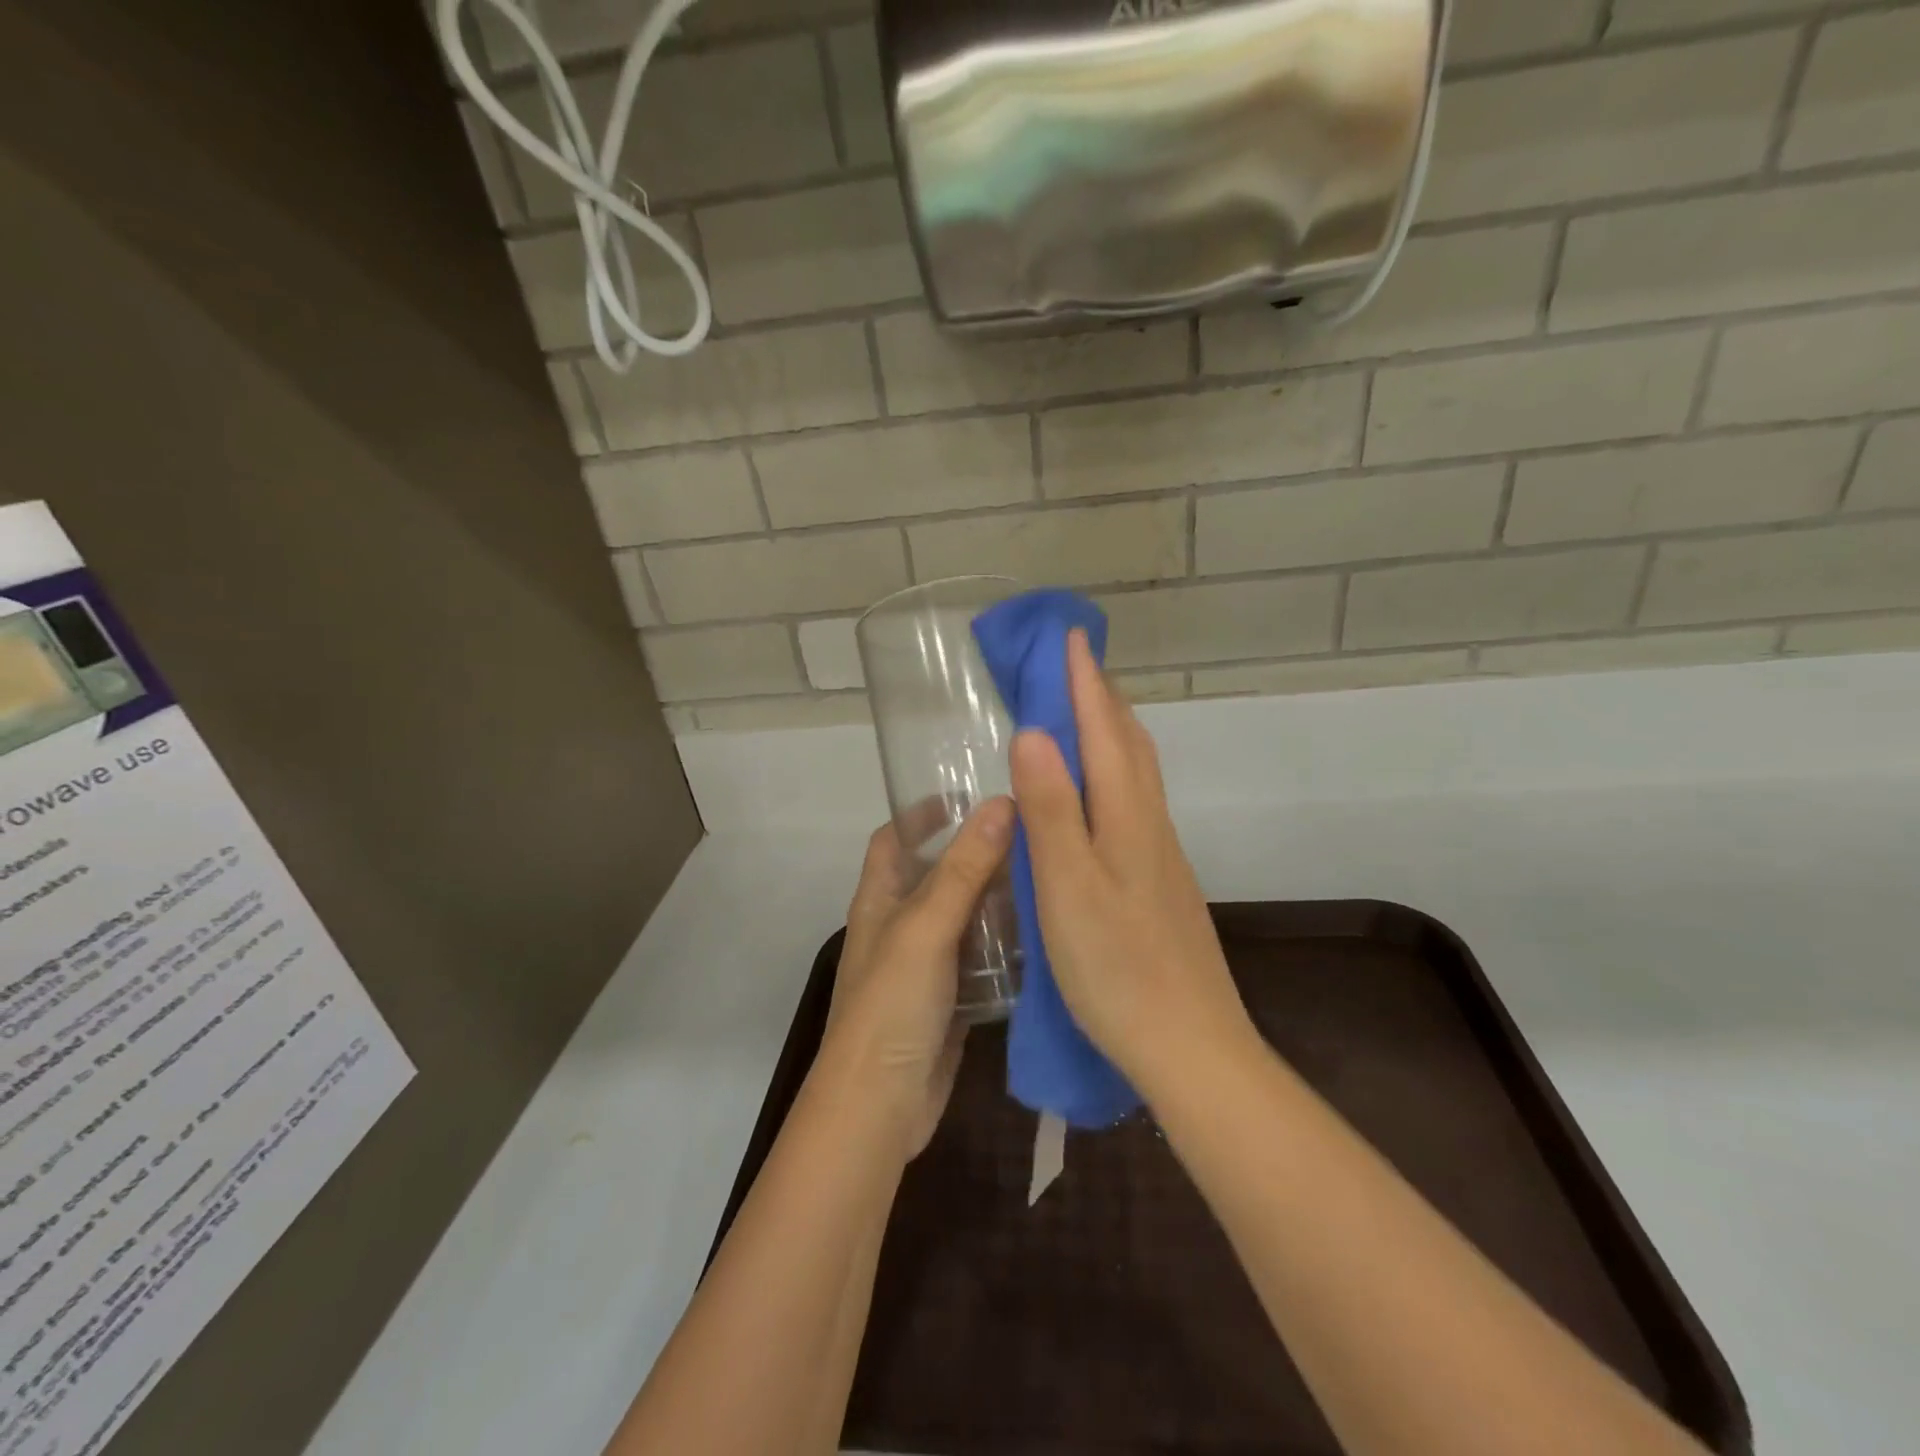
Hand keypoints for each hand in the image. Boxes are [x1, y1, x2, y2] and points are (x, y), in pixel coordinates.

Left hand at [819, 798, 1014, 1158]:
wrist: (880, 1105)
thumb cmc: (891, 1004)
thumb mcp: (925, 928)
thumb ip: (963, 869)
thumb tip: (1001, 804)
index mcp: (880, 900)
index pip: (892, 839)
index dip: (921, 814)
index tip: (968, 796)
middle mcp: (901, 926)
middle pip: (938, 875)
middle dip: (977, 854)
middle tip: (1032, 836)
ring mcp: (927, 965)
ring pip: (966, 918)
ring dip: (999, 900)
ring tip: (1049, 877)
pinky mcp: (951, 1000)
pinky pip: (982, 960)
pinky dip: (1007, 946)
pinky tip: (1047, 935)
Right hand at [1009, 630, 1250, 1093]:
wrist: (1189, 1046)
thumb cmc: (1117, 968)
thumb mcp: (1067, 888)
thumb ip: (1051, 810)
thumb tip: (1034, 731)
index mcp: (1126, 817)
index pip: (1103, 730)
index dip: (1084, 681)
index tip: (1067, 636)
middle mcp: (1150, 823)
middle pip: (1129, 742)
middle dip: (1102, 695)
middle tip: (1071, 665)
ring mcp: (1160, 853)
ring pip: (1137, 772)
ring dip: (1112, 730)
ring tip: (1083, 711)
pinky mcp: (1160, 881)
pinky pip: (1135, 802)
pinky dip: (1114, 772)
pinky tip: (1099, 791)